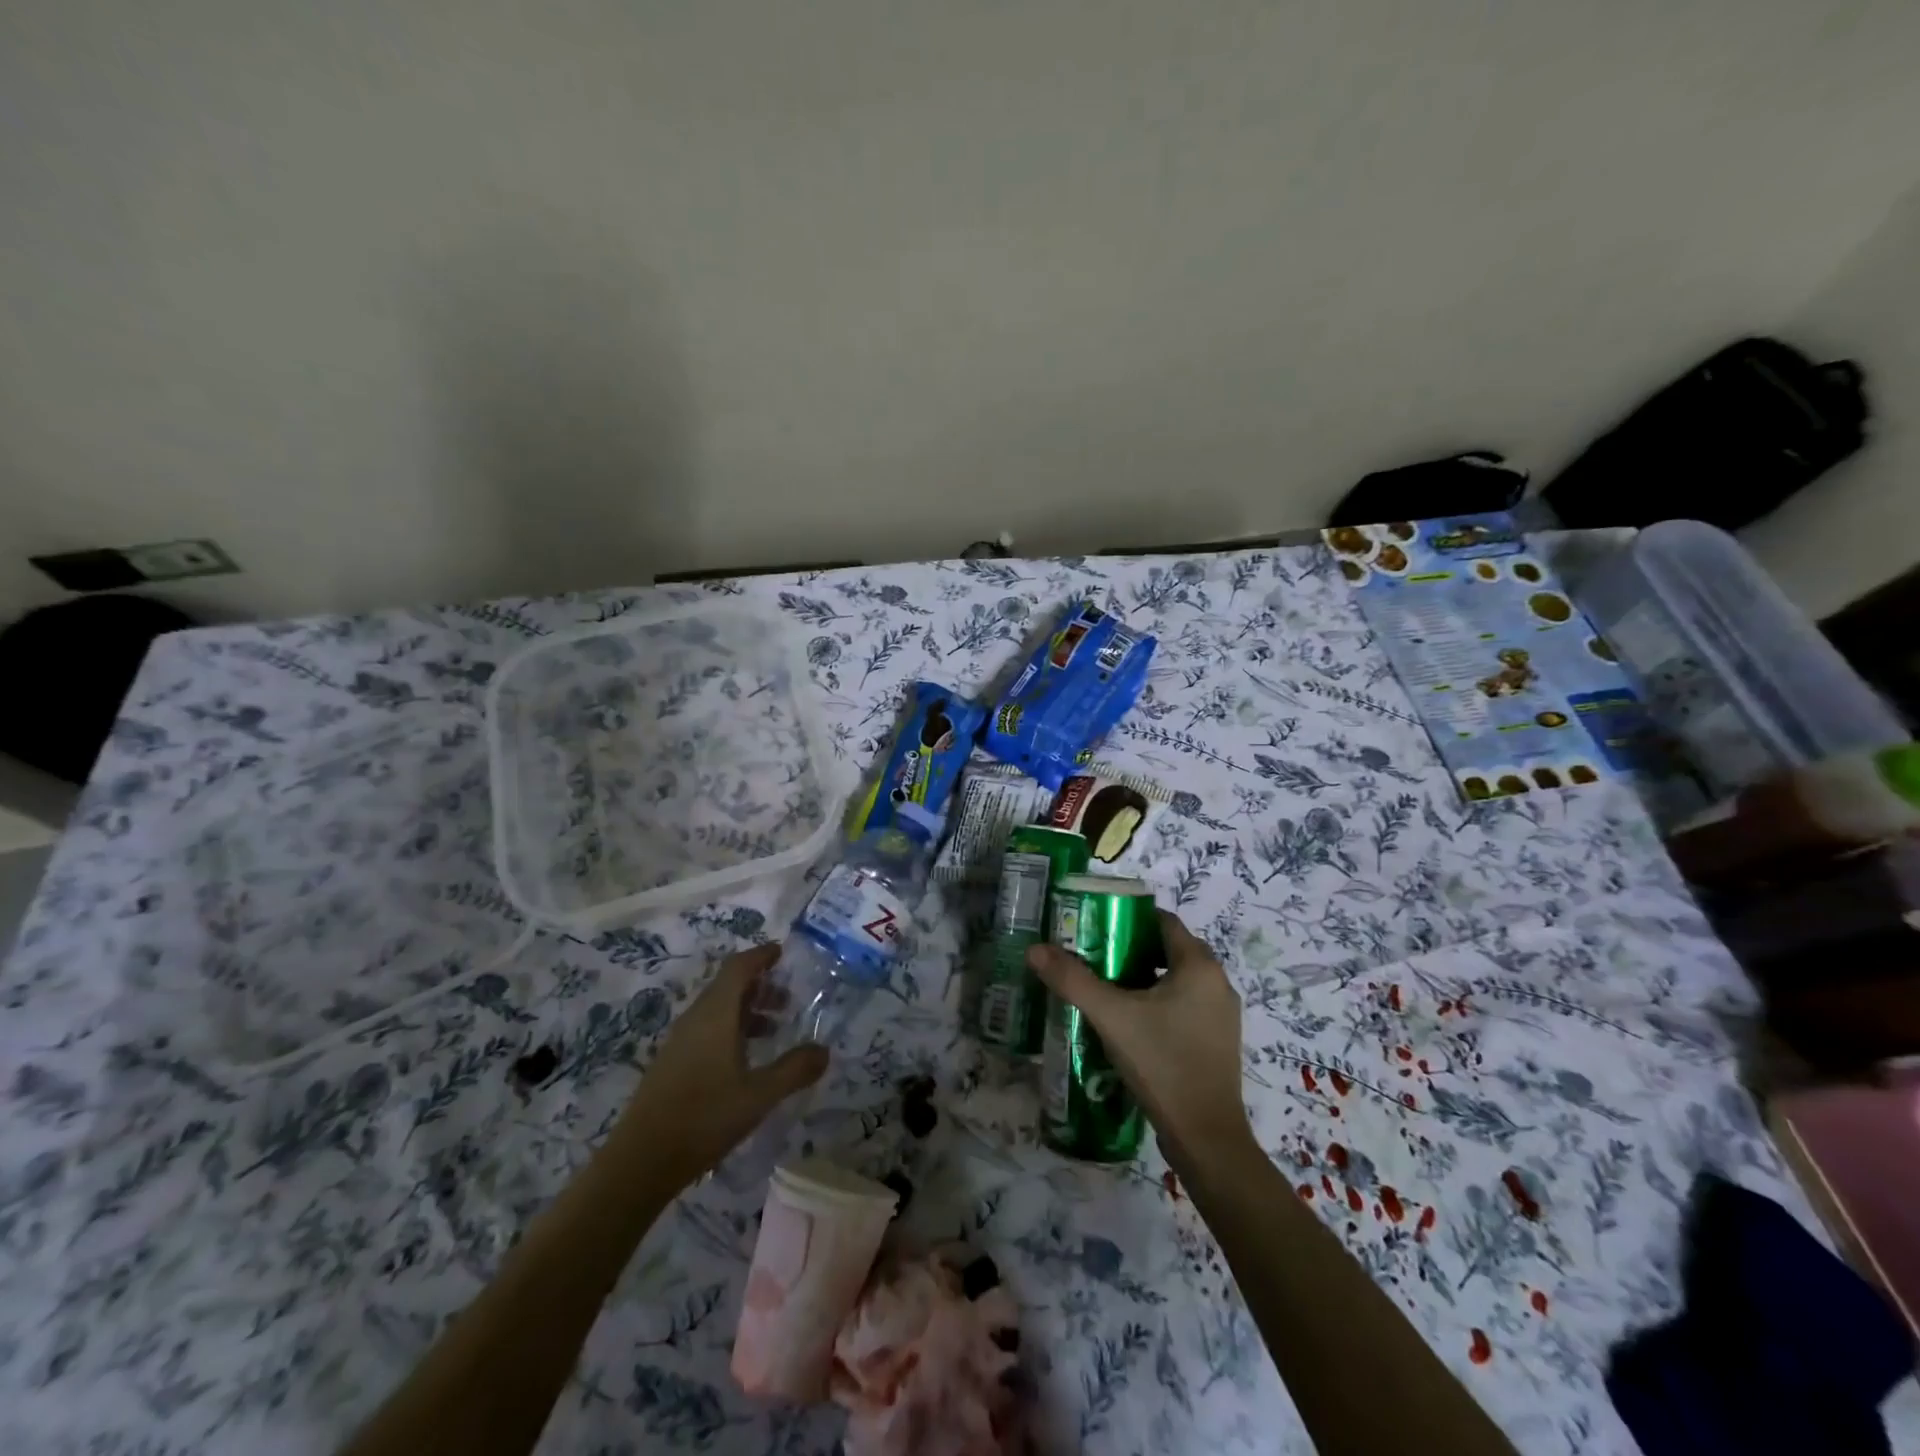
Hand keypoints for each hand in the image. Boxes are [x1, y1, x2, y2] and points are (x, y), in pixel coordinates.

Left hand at [619, 943, 828, 1186]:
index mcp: (716, 1014)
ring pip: (717, 1010)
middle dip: (759, 986)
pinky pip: (706, 1030)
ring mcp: (679, 1042)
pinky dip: (730, 1030)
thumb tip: (824, 1050)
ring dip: (746, 1010)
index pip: (738, 967)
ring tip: (773, 1030)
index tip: (783, 952)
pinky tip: (744, 1060)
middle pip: (727, 986)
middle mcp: (695, 1019)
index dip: (760, 956)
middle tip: (788, 999)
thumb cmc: (705, 1117)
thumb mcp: (759, 1095)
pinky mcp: (672, 1063)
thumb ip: (794, 1070)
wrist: (641, 1162)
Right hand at [1026, 911, 1256, 1176]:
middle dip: (1130, 948)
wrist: (1206, 1138)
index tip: (1095, 925)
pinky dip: (1157, 1002)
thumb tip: (1035, 949)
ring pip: (1176, 979)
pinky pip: (1184, 1005)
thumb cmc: (1162, 1063)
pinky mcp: (1216, 1041)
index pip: (1163, 921)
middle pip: (1168, 949)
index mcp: (1199, 966)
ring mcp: (1221, 1015)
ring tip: (1104, 987)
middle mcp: (1217, 982)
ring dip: (1143, 977)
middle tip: (1092, 955)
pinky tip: (1128, 1022)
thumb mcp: (1111, 1017)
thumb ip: (1073, 980)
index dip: (1128, 917)